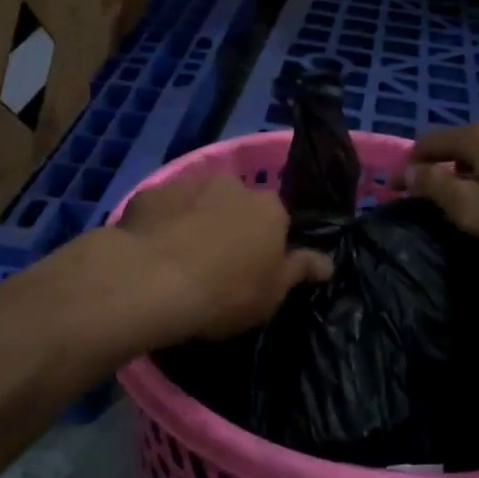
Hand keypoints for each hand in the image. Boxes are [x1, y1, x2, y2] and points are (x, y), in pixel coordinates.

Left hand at [110, 175, 332, 343]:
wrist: (152, 281)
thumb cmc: (225, 292)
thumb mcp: (272, 294)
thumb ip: (300, 270)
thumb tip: (328, 261)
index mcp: (269, 208)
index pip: (277, 219)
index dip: (268, 242)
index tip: (256, 267)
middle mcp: (232, 185)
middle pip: (237, 204)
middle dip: (230, 224)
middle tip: (217, 262)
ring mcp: (188, 184)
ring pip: (199, 201)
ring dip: (196, 219)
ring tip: (180, 256)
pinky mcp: (150, 192)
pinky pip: (163, 207)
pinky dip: (162, 221)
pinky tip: (152, 248)